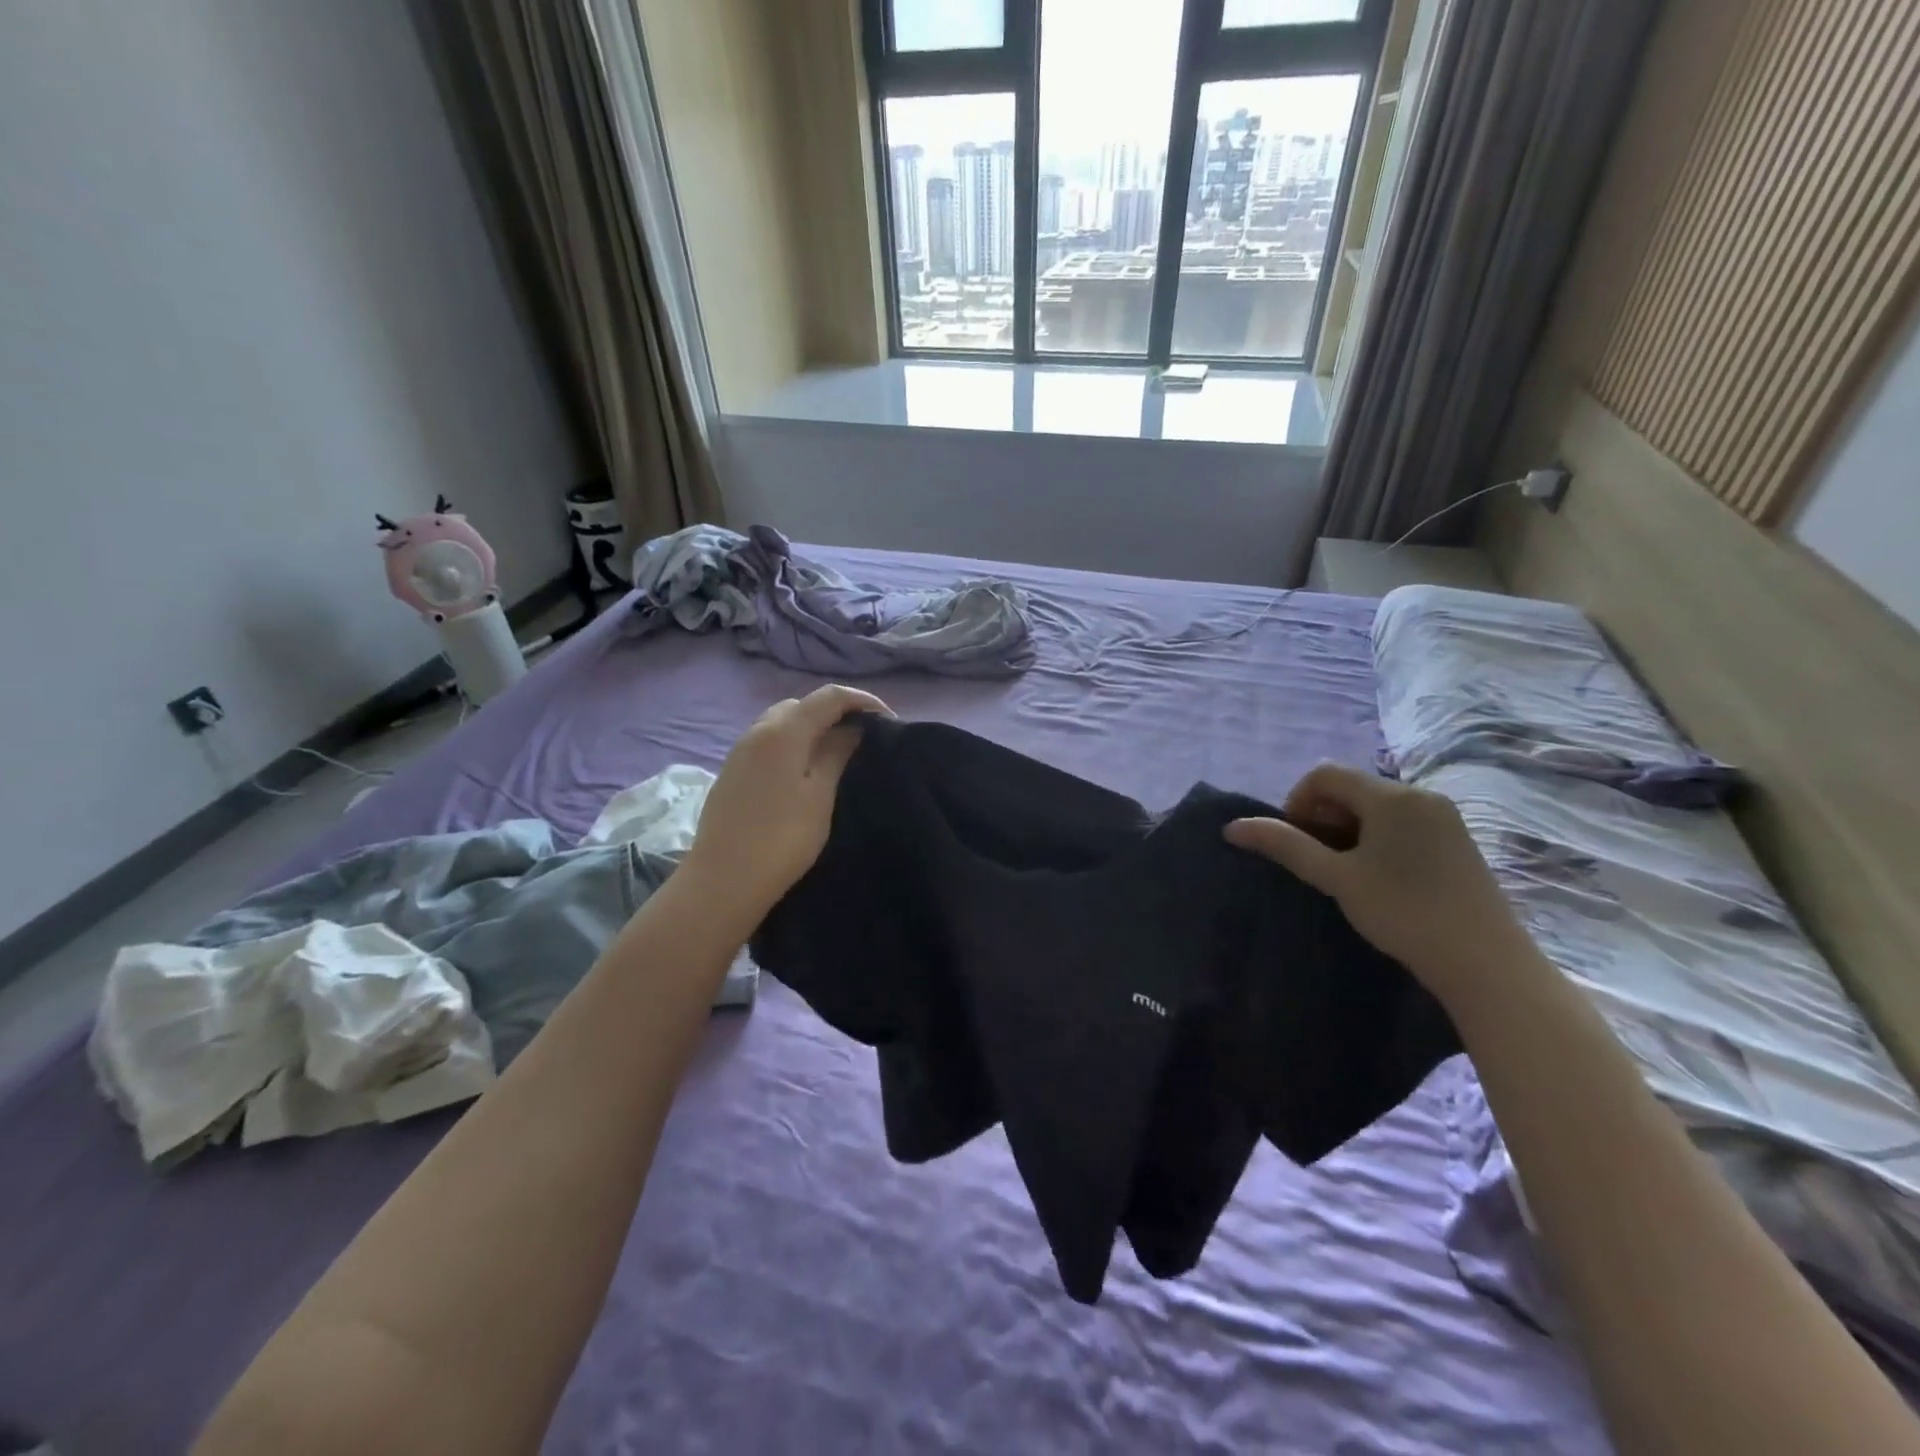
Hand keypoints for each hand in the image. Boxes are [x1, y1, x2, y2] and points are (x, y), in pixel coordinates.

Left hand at [683, 685, 889, 922]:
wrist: (724, 880)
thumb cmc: (782, 839)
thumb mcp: (820, 795)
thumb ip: (836, 753)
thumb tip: (852, 727)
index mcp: (784, 731)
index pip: (829, 696)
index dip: (862, 700)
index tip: (889, 721)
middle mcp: (758, 730)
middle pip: (802, 704)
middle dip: (836, 711)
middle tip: (863, 736)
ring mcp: (740, 750)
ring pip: (782, 721)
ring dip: (812, 726)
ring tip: (837, 752)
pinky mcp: (732, 771)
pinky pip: (768, 741)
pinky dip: (792, 742)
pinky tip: (804, 769)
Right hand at [1223, 763, 1537, 1009]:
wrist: (1485, 962)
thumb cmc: (1403, 913)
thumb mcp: (1336, 878)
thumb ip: (1285, 845)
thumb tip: (1232, 827)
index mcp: (1392, 796)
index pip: (1324, 774)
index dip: (1297, 802)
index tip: (1296, 843)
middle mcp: (1420, 794)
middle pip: (1351, 787)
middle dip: (1322, 816)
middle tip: (1317, 861)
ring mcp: (1443, 816)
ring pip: (1376, 805)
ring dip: (1348, 828)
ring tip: (1345, 872)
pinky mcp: (1456, 838)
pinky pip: (1402, 820)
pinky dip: (1377, 837)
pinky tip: (1379, 876)